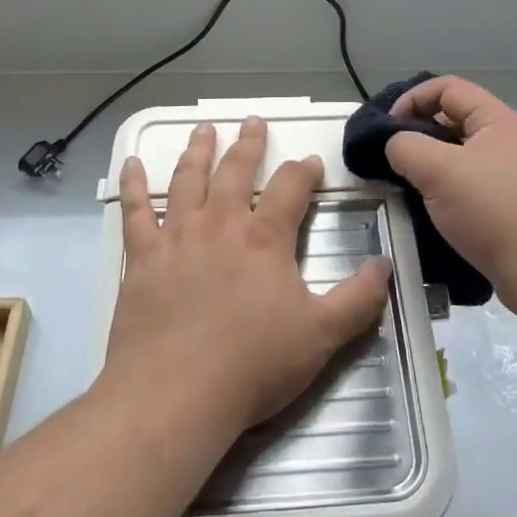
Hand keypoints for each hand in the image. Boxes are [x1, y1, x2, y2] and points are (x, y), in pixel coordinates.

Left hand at [105, 117, 392, 432]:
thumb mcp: (322, 336)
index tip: (310, 161)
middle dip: (248, 144)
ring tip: (203, 129)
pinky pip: (135, 211)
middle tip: (253, 121)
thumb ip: (358, 299)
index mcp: (265, 238)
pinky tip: (130, 164)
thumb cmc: (252, 365)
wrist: (175, 395)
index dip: (303, 171)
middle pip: (236, 171)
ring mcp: (177, 237)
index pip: (290, 188)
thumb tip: (385, 265)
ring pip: (187, 180)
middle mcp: (220, 224)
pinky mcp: (142, 257)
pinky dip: (132, 185)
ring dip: (197, 151)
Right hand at [383, 76, 516, 321]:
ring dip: (429, 163)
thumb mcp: (437, 170)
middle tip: (391, 156)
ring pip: (458, 154)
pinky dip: (444, 188)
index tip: (388, 127)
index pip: (447, 87)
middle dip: (418, 132)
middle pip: (452, 118)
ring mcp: (510, 173)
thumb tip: (396, 145)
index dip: (412, 98)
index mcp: (496, 119)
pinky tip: (429, 208)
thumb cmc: (491, 211)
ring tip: (405, 183)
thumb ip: (405, 146)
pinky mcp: (509, 204)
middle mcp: (506, 139)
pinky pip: (468, 182)